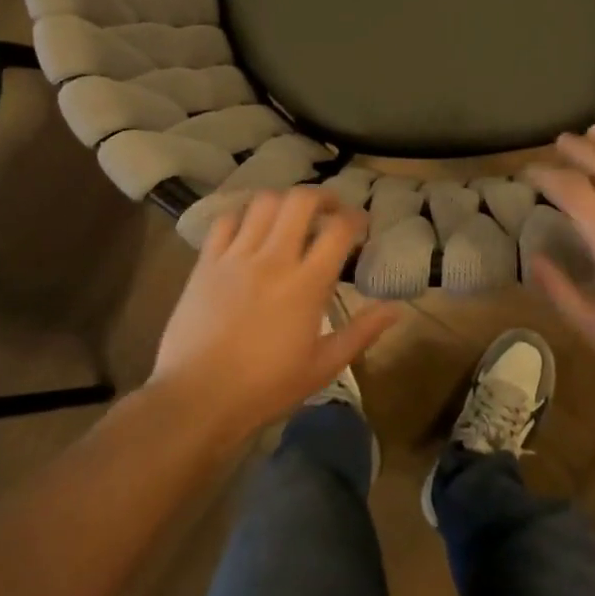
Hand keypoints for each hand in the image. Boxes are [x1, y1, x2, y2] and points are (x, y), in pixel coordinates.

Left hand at [151, 187, 400, 437]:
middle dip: (322, 196)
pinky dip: (243, 216)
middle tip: (330, 210)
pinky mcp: (206, 263)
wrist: (197, 398)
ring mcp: (235, 257)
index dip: (356, 218)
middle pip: (300, 201)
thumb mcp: (323, 366)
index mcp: (306, 284)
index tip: (361, 226)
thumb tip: (397, 309)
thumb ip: (362, 332)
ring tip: (291, 216)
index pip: (339, 230)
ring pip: (263, 203)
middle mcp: (273, 259)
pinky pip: (226, 221)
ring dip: (284, 202)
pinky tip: (250, 229)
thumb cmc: (266, 387)